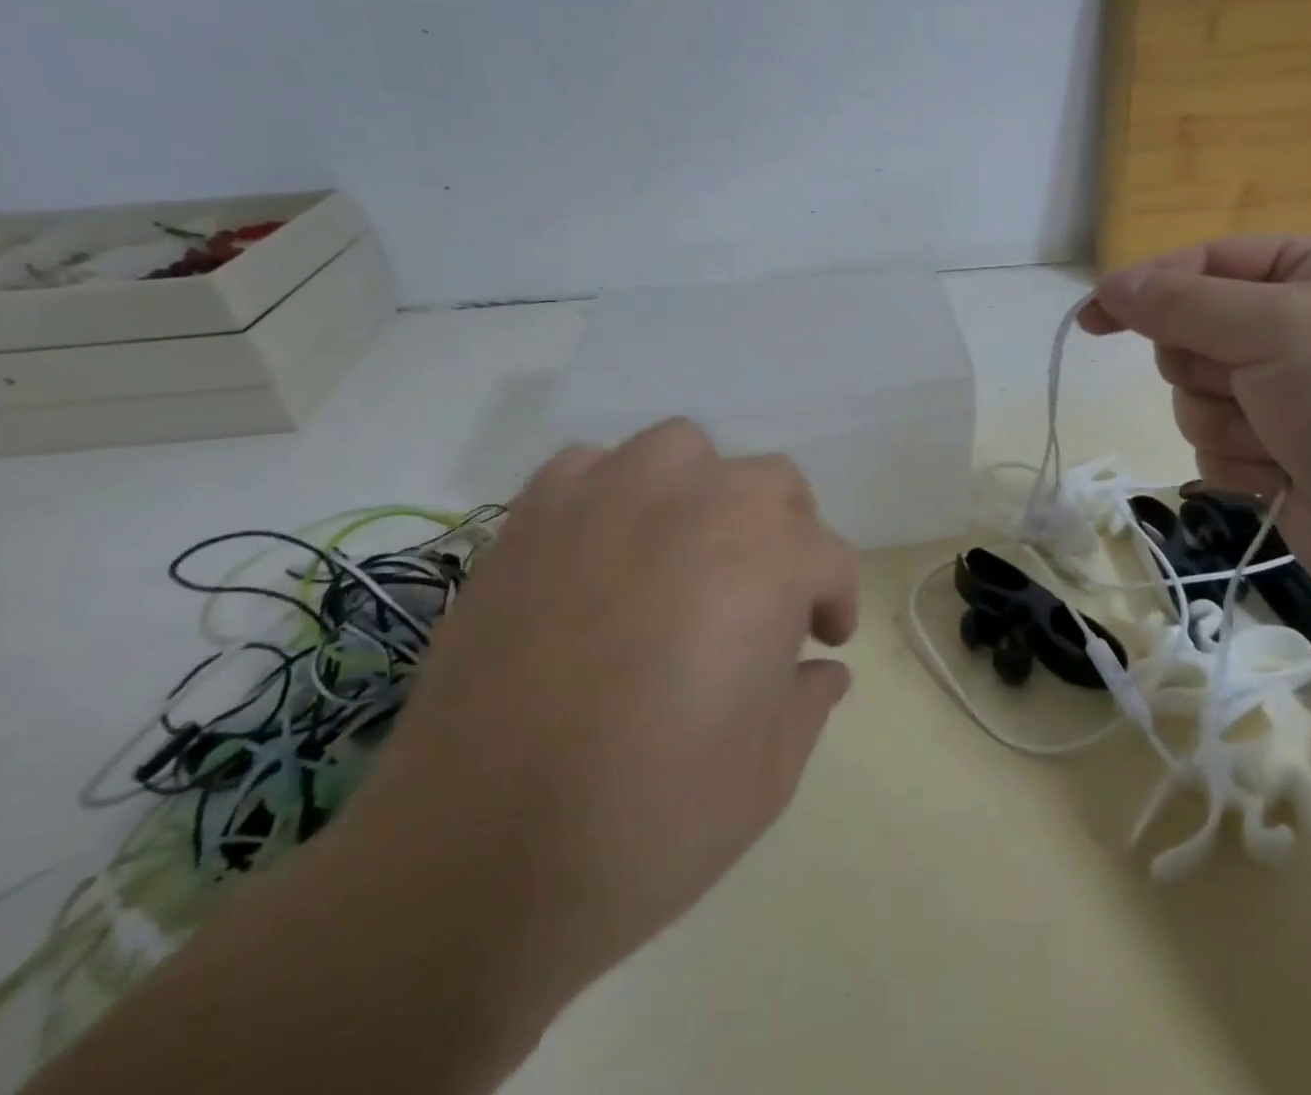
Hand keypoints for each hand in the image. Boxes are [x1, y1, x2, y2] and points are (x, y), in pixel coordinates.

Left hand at [341, 420, 858, 1016]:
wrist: (475, 859)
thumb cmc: (651, 820)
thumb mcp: (767, 775)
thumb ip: (808, 702)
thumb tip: (825, 671)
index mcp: (768, 561)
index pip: (828, 556)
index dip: (835, 600)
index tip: (823, 640)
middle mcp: (697, 505)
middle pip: (771, 483)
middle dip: (785, 533)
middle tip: (765, 597)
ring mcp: (607, 500)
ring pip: (683, 449)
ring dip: (703, 491)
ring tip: (688, 552)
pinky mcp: (531, 519)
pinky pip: (589, 467)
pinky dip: (611, 492)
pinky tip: (604, 547)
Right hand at [1081, 236, 1310, 616]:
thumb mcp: (1280, 327)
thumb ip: (1183, 303)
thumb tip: (1110, 284)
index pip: (1211, 261)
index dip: (1148, 287)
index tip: (1092, 319)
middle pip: (1198, 333)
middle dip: (1205, 365)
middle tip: (1245, 383)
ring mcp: (1300, 399)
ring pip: (1199, 396)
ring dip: (1225, 420)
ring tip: (1281, 442)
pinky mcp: (1288, 458)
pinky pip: (1218, 445)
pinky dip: (1239, 461)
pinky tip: (1285, 477)